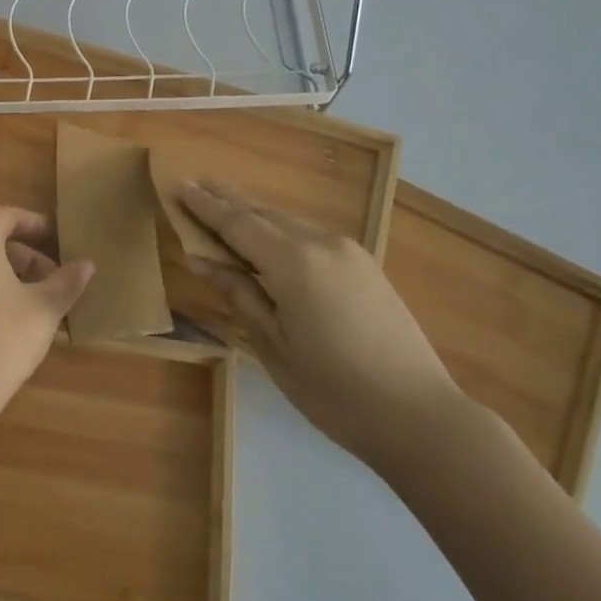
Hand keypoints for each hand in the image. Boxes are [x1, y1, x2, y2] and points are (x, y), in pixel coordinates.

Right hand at [180, 181, 465, 469]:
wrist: (421, 417)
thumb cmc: (334, 391)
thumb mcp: (273, 346)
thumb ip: (238, 294)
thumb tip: (201, 258)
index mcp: (293, 263)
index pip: (237, 224)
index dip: (205, 207)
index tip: (179, 186)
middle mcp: (321, 243)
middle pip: (264, 213)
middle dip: (228, 200)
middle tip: (197, 184)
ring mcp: (348, 251)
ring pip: (289, 221)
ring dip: (255, 213)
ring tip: (226, 204)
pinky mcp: (365, 265)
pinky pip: (310, 234)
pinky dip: (281, 229)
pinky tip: (270, 236)